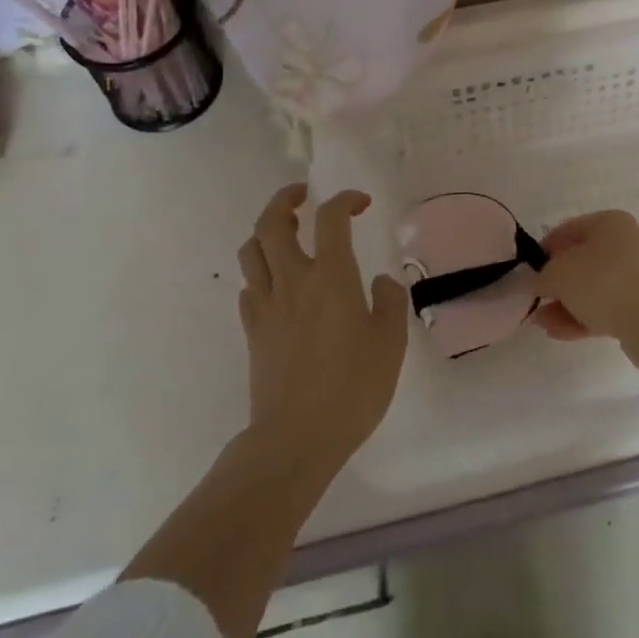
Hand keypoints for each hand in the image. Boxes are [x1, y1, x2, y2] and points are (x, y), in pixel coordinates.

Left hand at [237, 185, 408, 473]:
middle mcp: (293, 280)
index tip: (360, 203)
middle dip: (286, 199)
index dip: (345, 199)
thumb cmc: (351, 389)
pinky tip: (277, 285)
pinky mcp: (252, 332)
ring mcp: (267, 306)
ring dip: (266, 232)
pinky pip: (248, 287)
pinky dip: (260, 273)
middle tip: (304, 197)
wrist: (294, 441)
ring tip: (286, 234)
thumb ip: (390, 303)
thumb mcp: (390, 345)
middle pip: (272, 222)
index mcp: (330, 276)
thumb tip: (378, 282)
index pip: (330, 217)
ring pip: (252, 251)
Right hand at [533, 211, 638, 368]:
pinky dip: (581, 317)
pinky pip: (604, 308)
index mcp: (610, 223)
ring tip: (541, 322)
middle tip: (536, 299)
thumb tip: (537, 283)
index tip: (528, 270)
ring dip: (565, 304)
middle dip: (555, 282)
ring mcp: (634, 277)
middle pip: (581, 260)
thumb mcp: (560, 274)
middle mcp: (625, 244)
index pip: (569, 229)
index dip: (545, 248)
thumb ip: (542, 277)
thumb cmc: (603, 282)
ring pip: (591, 288)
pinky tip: (557, 332)